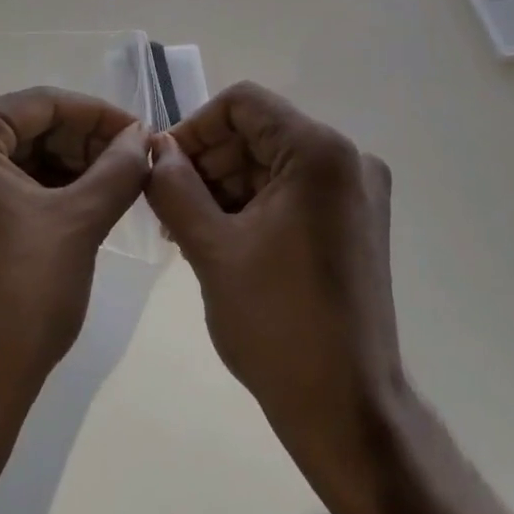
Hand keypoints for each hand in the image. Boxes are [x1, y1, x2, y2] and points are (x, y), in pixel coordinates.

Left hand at [0, 88, 147, 456]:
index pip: (40, 104)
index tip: (142, 133)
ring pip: (10, 159)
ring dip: (62, 167)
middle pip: (22, 128)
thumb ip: (118, 168)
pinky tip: (77, 207)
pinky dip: (35, 192)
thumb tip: (142, 137)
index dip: (98, 115)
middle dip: (80, 143)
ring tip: (113, 186)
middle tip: (131, 163)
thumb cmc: (20, 298)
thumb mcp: (80, 223)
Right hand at [145, 82, 404, 513]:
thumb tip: (156, 149)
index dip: (194, 127)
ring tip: (184, 228)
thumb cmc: (277, 324)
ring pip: (272, 163)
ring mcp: (357, 193)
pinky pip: (293, 191)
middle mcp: (348, 159)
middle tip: (165, 205)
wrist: (347, 409)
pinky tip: (218, 239)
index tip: (161, 167)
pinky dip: (253, 206)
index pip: (244, 104)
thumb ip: (175, 187)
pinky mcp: (355, 223)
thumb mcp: (212, 249)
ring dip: (225, 186)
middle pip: (259, 133)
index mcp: (320, 152)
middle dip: (207, 162)